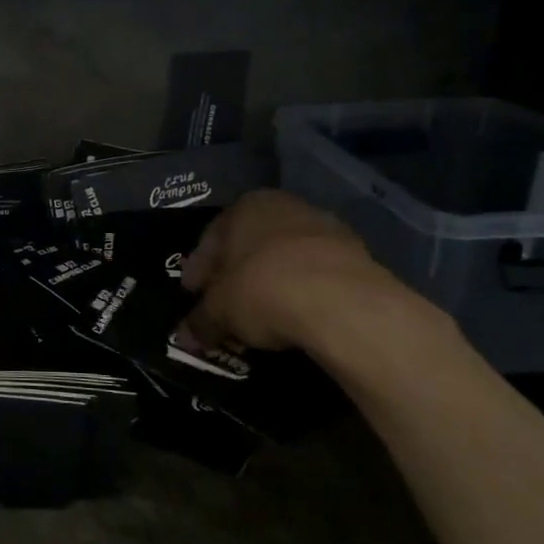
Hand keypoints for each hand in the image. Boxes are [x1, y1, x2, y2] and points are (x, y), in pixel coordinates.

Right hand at [178, 190, 400, 352]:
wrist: (343, 303)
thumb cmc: (262, 289)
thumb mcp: (218, 311)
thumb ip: (199, 322)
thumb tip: (185, 337)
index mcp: (245, 206)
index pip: (210, 239)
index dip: (198, 272)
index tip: (192, 295)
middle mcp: (285, 207)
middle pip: (249, 246)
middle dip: (234, 276)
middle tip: (223, 306)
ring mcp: (326, 229)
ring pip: (284, 259)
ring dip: (269, 284)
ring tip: (258, 317)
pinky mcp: (358, 257)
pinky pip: (315, 276)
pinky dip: (301, 293)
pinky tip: (293, 317)